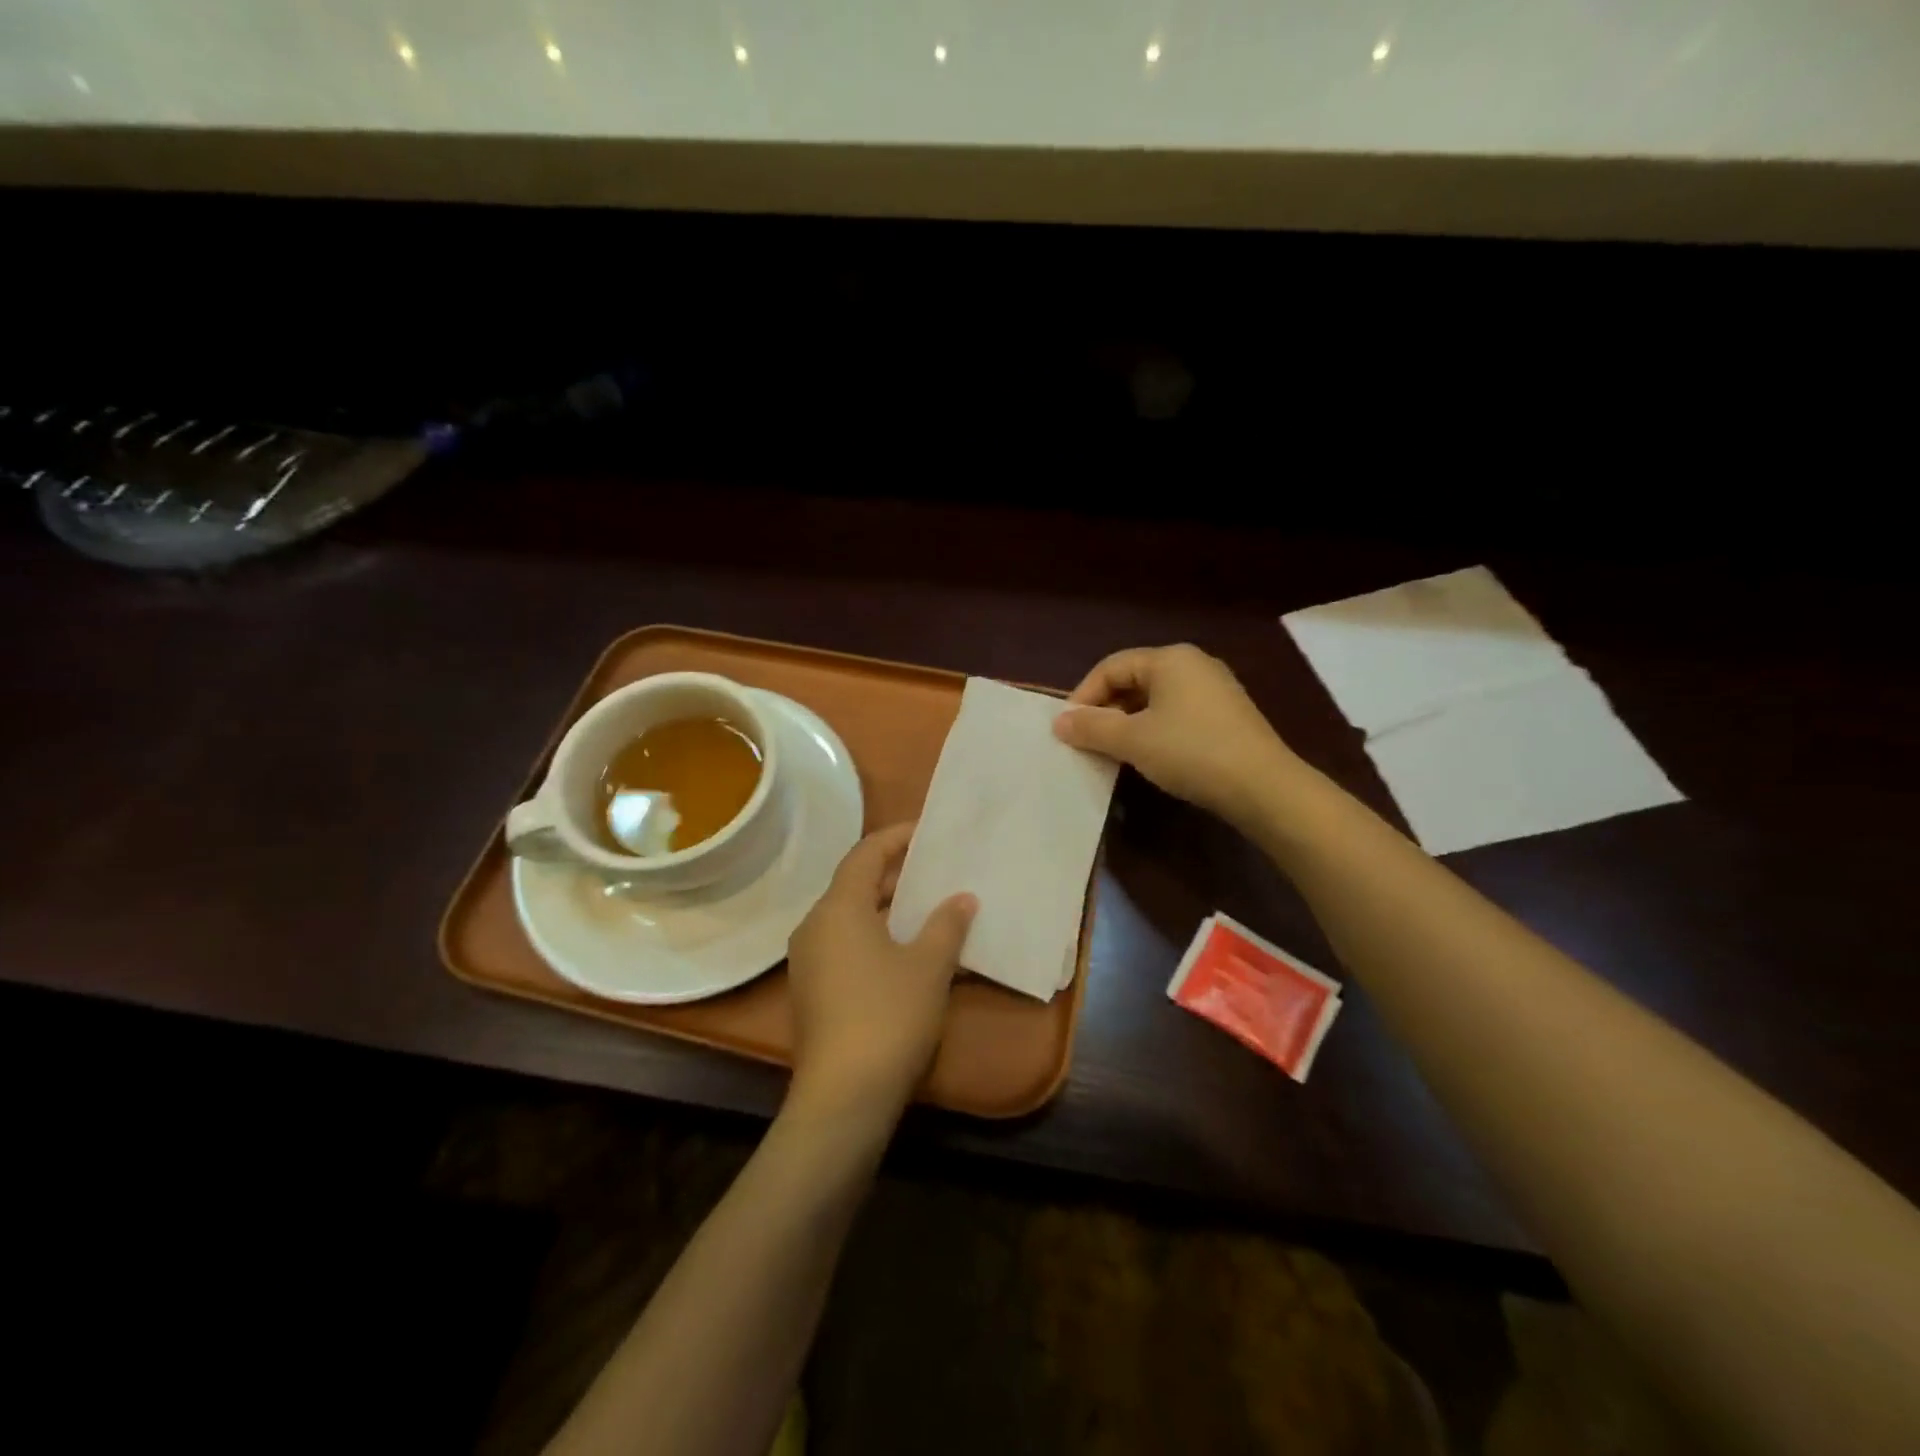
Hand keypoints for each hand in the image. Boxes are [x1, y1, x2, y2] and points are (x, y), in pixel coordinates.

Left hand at [785, 823, 977, 1124]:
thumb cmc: (889, 1015)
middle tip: (934, 872)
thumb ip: (947, 924)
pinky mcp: (811, 991)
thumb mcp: (929, 966)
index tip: (926, 832)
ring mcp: (808, 961)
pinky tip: (906, 953)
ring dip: (886, 909)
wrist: (844, 1096)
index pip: (865, 853)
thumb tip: (962, 898)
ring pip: (849, 918)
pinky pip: (844, 946)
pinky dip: (874, 937)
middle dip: (894, 875)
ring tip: (926, 909)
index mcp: (838, 908)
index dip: (896, 837)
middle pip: (854, 884)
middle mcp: (814, 926)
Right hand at [1052, 644, 1299, 828]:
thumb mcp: (1133, 740)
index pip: (1111, 667)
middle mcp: (1193, 664)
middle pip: (1133, 680)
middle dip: (1105, 710)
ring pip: (1155, 699)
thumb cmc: (1191, 752)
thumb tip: (1059, 722)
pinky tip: (1148, 756)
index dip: (1083, 696)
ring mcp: (1214, 689)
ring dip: (1127, 722)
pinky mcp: (1227, 716)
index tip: (1067, 729)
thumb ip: (1092, 728)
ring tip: (1112, 751)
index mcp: (1170, 658)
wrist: (1263, 787)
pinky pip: (1176, 714)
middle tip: (1086, 741)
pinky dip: (1153, 730)